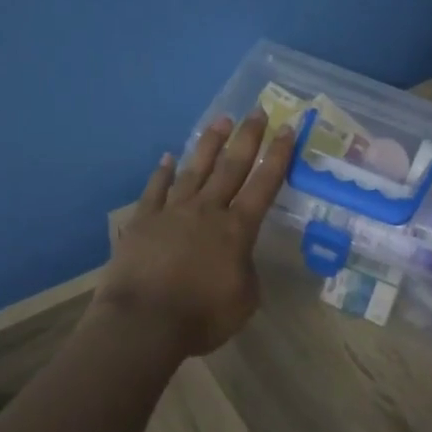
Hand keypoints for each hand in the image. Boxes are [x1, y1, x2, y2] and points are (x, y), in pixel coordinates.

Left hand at [93, 111, 295, 356]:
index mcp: (237, 229)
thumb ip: (246, 272)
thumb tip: (237, 258)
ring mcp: (172, 212)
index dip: (278, 156)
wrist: (144, 321)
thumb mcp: (243, 300)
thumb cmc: (201, 316)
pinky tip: (166, 158)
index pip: (264, 185)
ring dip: (209, 144)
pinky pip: (155, 189)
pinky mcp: (143, 220)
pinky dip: (162, 173)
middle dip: (247, 138)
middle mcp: (207, 210)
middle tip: (257, 111)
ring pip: (195, 169)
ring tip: (220, 120)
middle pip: (231, 166)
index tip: (287, 130)